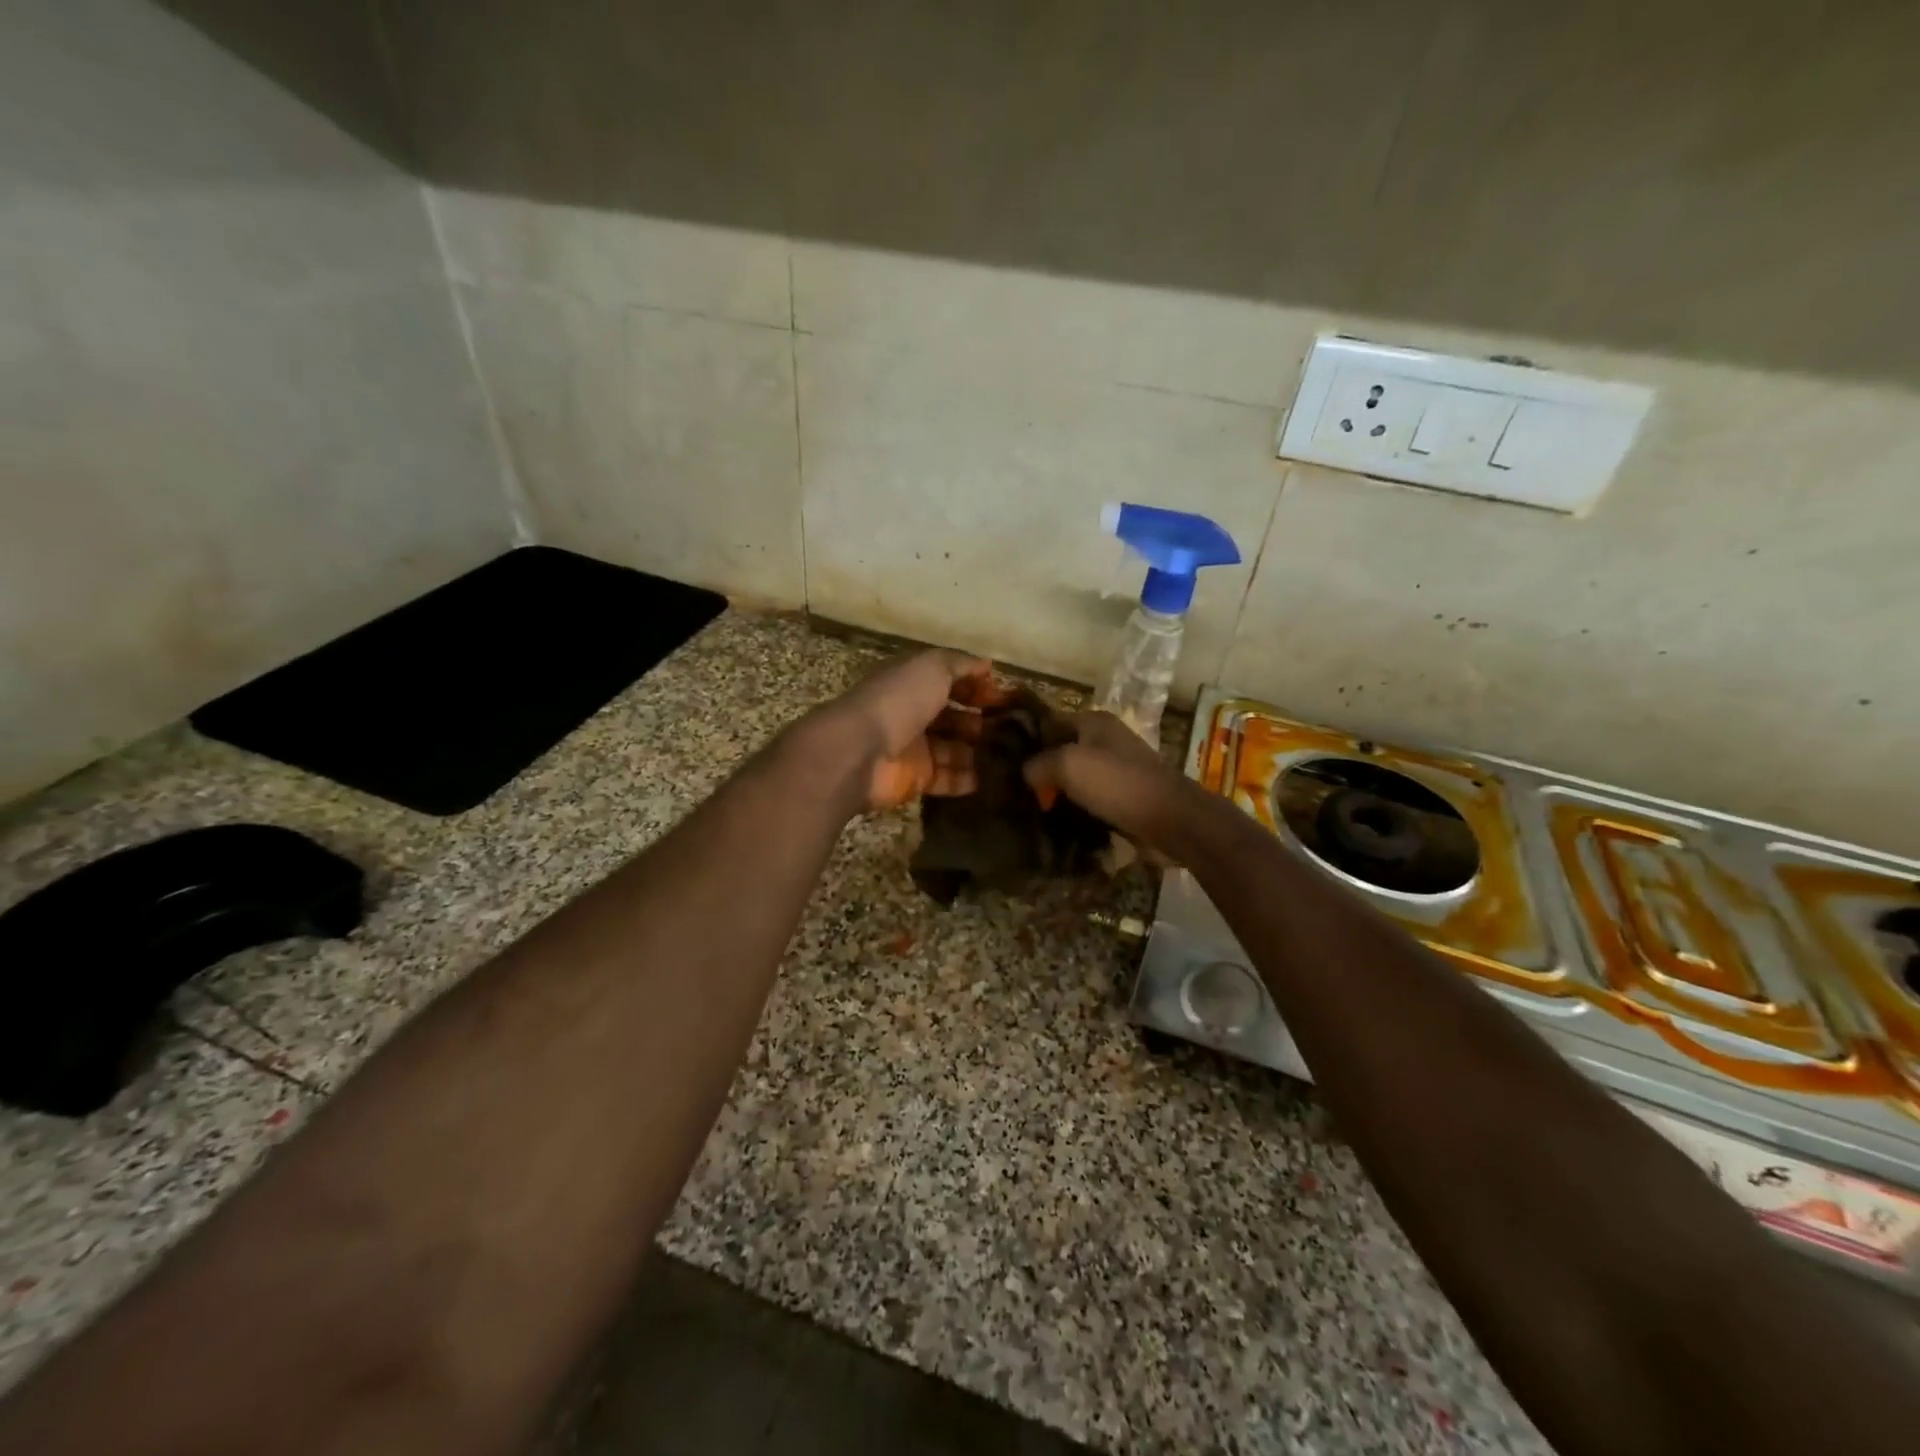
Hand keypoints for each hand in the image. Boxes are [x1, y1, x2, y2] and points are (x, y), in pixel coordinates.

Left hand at [808, 650, 1008, 812]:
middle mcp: (912, 713)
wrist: (858, 752)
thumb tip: (988, 665)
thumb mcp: (932, 667)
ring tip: (1011, 755)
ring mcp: (914, 749)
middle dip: (981, 722)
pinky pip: (947, 779)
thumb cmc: (897, 701)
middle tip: (1014, 730)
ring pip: (954, 750)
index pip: (950, 681)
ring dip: (980, 752)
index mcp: (912, 683)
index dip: (977, 687)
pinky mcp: (915, 779)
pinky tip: (992, 778)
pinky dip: (968, 779)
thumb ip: (961, 664)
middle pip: (953, 717)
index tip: (1006, 698)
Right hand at [1021, 711, 1198, 857]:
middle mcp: (1107, 738)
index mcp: (1094, 721)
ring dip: (1059, 792)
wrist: (1171, 819)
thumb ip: (1038, 764)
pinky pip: (1092, 797)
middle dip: (1042, 770)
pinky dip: (1077, 807)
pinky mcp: (1126, 794)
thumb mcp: (1068, 765)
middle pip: (1062, 750)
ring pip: (1077, 776)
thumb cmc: (1117, 784)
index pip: (1049, 722)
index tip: (1005, 764)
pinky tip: (1061, 822)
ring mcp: (1119, 767)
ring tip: (1034, 810)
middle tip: (1017, 792)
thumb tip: (1027, 773)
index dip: (1027, 741)